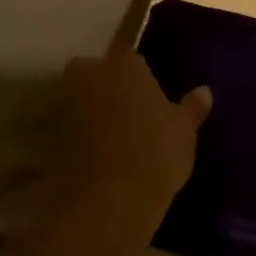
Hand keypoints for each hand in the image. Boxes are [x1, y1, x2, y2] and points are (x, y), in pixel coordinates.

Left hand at [53, 50, 210, 221]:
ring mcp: (67, 107)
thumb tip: (204, 92)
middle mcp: (91, 77)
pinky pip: (66, 129)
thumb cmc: (156, 152)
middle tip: (125, 106)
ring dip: (87, 109)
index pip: (128, 55)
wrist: (111, 200)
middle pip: (91, 70)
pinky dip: (75, 136)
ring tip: (110, 133)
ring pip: (76, 98)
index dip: (136, 72)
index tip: (147, 90)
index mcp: (125, 65)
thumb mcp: (184, 131)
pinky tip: (93, 155)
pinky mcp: (51, 139)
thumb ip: (192, 108)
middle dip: (102, 82)